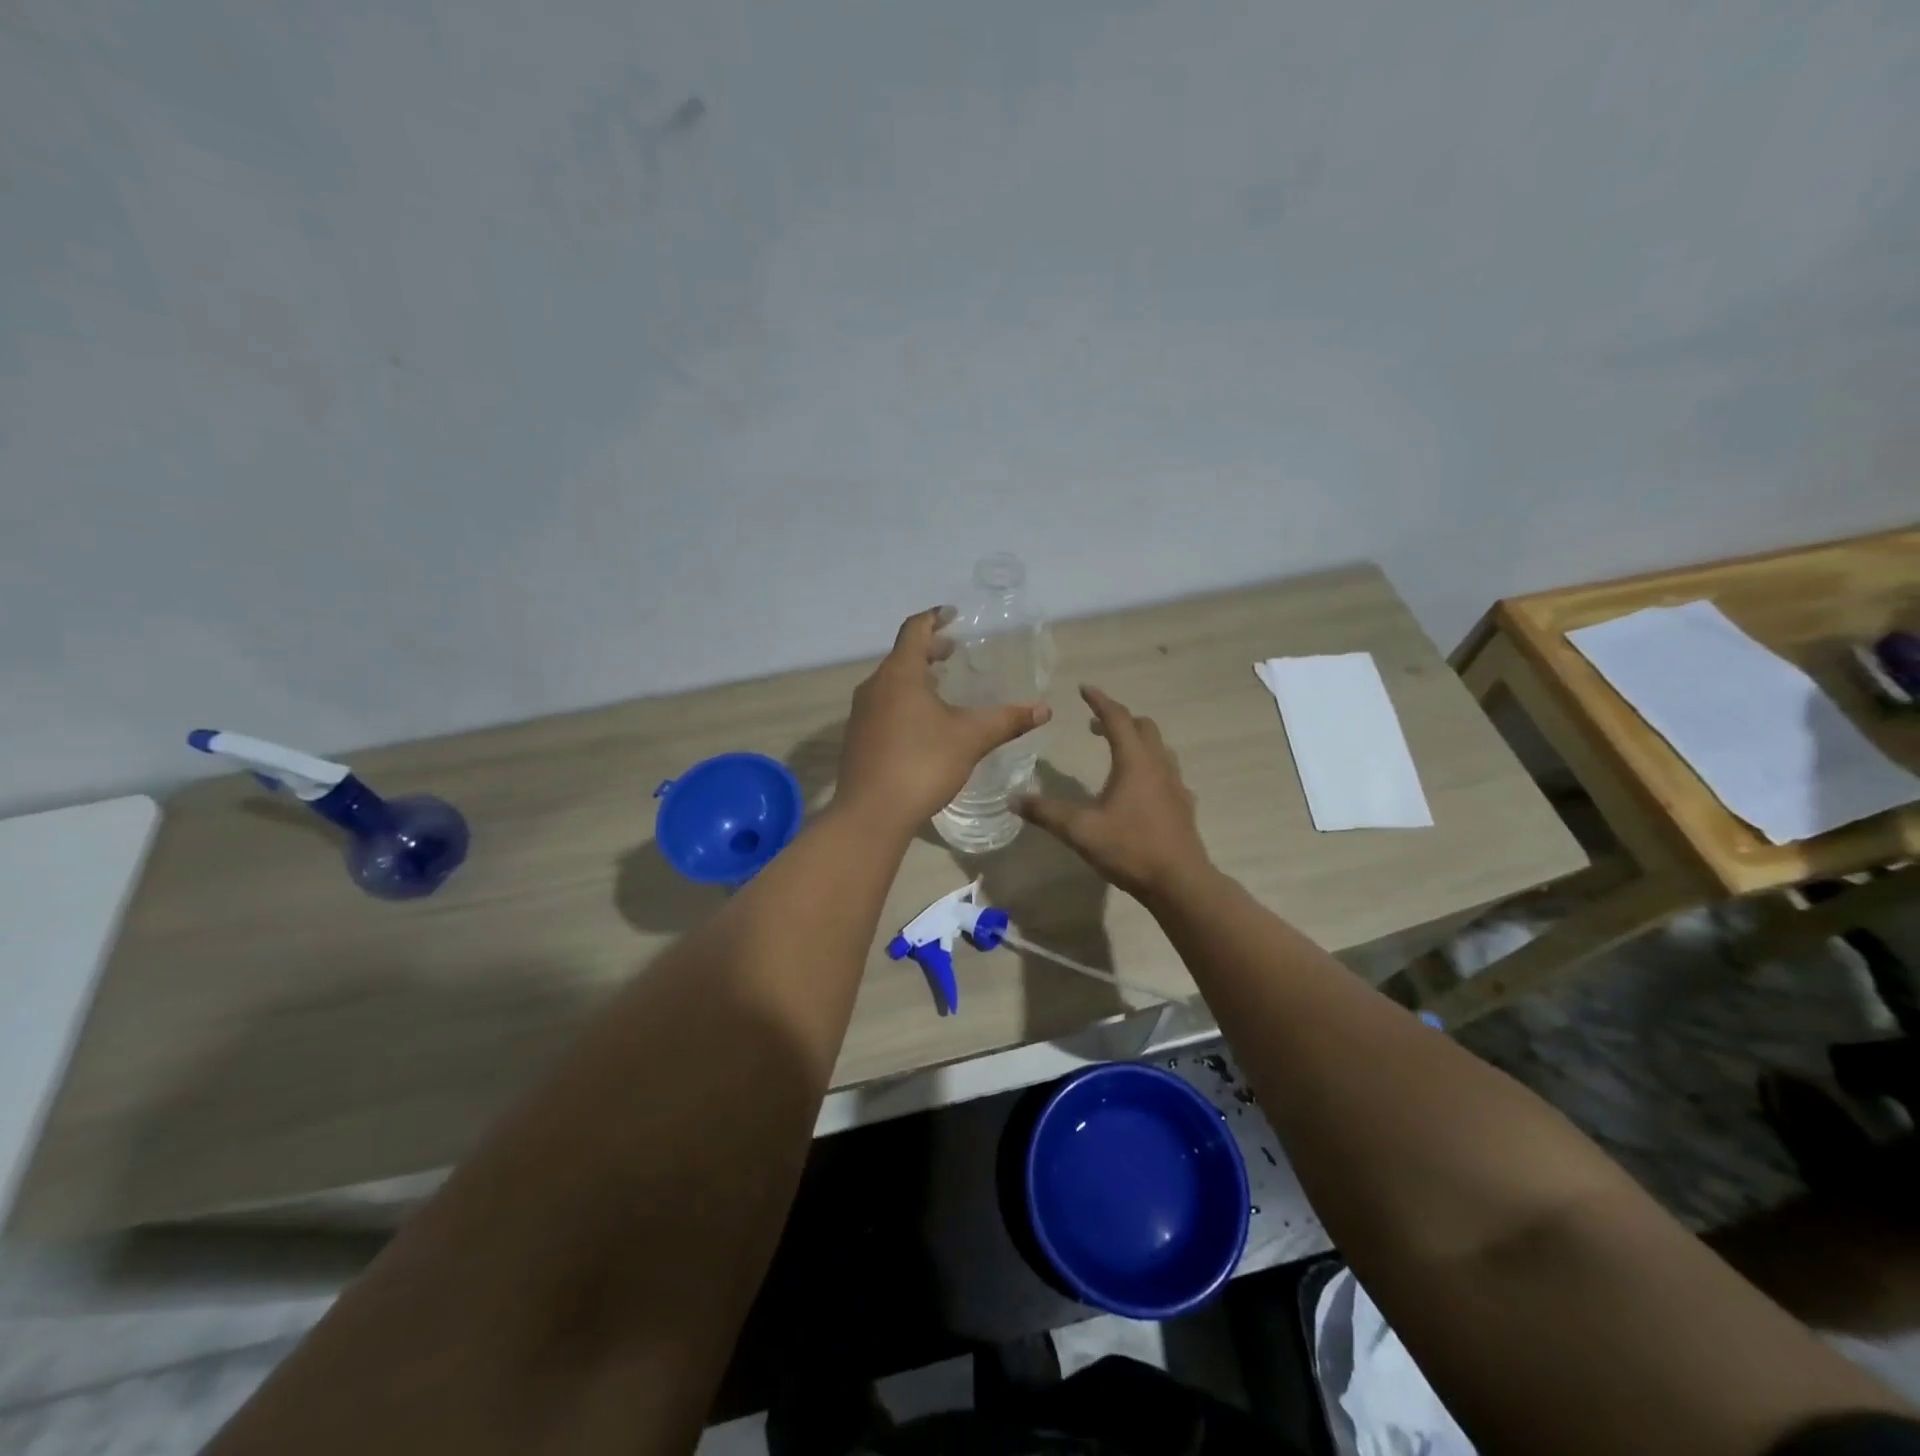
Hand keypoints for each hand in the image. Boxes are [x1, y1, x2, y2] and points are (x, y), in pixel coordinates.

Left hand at [835, 608, 1051, 833]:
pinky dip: (904, 701)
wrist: (871, 813)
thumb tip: (1044, 709)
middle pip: (902, 656)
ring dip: (916, 678)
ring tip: (942, 688)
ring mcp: (861, 713)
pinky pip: (883, 706)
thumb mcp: (971, 739)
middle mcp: (874, 686)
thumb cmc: (922, 764)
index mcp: (899, 674)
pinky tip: (922, 725)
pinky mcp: (857, 738)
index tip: (953, 615)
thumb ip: (1007, 720)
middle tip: (954, 653)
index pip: (915, 630)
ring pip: (891, 683)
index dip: (935, 618)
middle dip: (929, 650)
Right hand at [1014, 686, 1211, 901]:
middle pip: (1143, 727)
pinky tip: (1137, 788)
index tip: (1084, 688)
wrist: (1180, 882)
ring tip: (1115, 751)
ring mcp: (1175, 785)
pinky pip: (1166, 772)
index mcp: (1135, 762)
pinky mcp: (1183, 805)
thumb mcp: (1080, 830)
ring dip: (1137, 740)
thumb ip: (1046, 813)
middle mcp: (1158, 765)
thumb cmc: (1130, 848)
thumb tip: (1013, 800)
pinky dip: (1148, 765)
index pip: (1117, 719)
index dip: (1099, 701)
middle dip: (1119, 719)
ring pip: (1158, 748)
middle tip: (1094, 725)